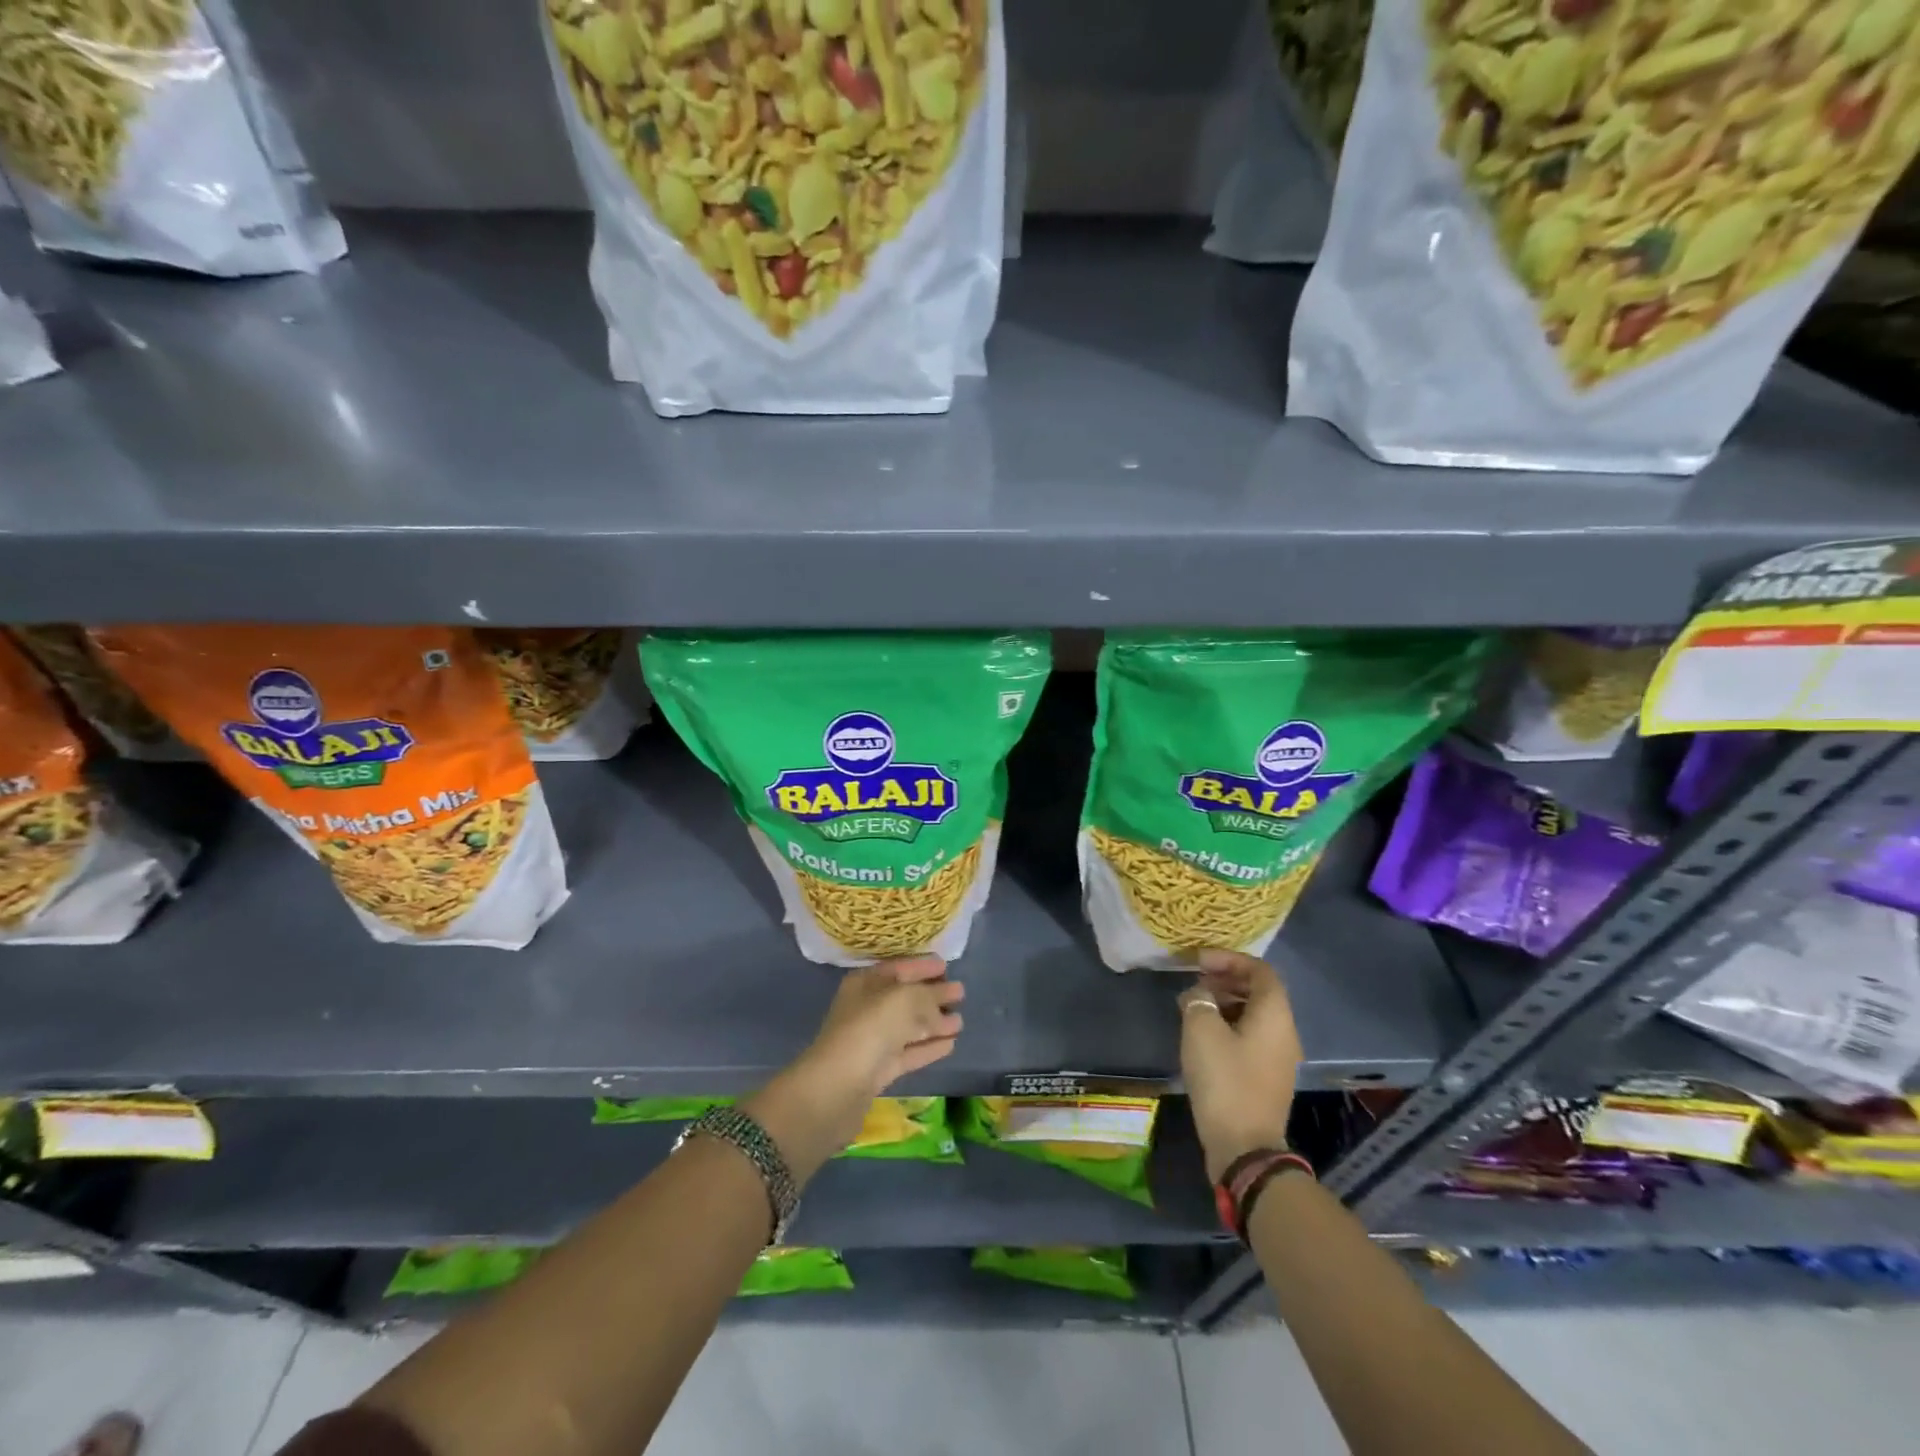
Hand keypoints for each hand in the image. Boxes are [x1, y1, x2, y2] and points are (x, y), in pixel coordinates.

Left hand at [745, 957, 964, 1179]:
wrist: (836, 1088)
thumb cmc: (869, 1029)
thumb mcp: (904, 1000)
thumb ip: (928, 995)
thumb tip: (946, 999)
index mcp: (866, 983)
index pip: (898, 968)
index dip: (922, 966)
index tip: (946, 966)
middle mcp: (867, 1008)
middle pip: (905, 997)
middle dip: (932, 994)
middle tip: (961, 993)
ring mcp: (872, 1040)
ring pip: (909, 1026)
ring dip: (934, 1023)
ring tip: (960, 1020)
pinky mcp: (879, 1070)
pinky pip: (909, 1052)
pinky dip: (929, 1046)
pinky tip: (951, 1043)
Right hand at [1179, 949, 1302, 1181]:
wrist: (1243, 1147)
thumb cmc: (1224, 1080)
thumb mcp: (1201, 1029)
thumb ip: (1198, 1000)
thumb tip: (1199, 995)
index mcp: (1274, 1015)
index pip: (1260, 971)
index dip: (1230, 959)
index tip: (1199, 961)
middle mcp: (1284, 1032)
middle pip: (1259, 992)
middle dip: (1226, 980)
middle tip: (1195, 981)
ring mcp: (1278, 1058)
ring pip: (1254, 1015)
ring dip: (1225, 1002)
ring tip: (1193, 1005)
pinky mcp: (1266, 1077)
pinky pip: (1250, 1037)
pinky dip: (1228, 1025)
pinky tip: (1202, 1034)